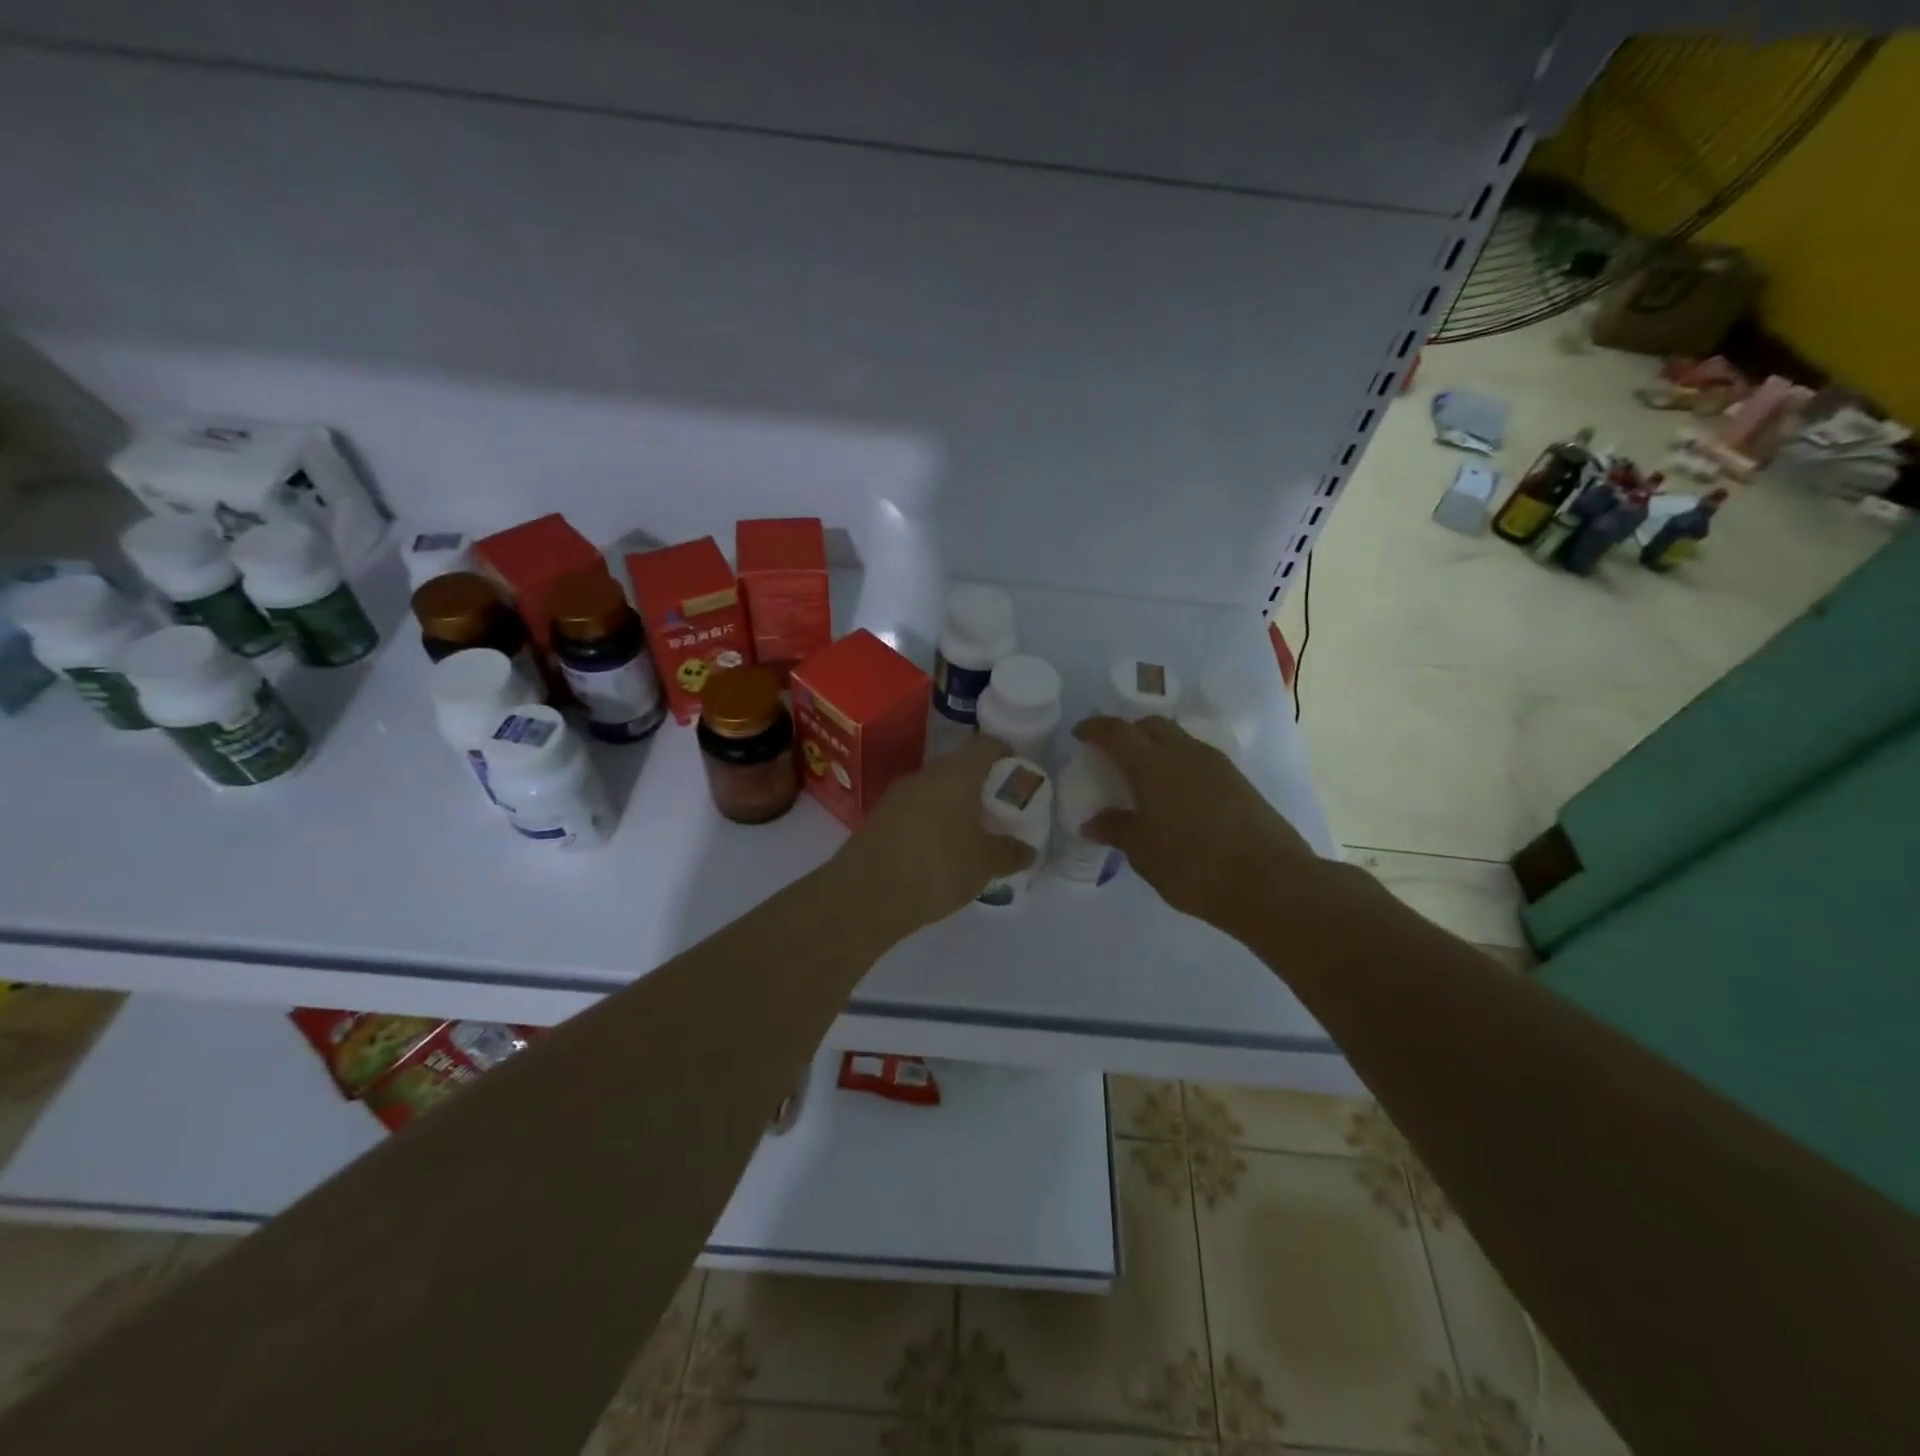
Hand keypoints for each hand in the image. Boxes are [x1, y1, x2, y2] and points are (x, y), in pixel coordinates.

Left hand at [832, 734, 1035, 933]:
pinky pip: (913, 811)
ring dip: (952, 806)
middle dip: (979, 786)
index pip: (985, 746)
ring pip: (934, 791)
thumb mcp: (983, 865)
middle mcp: (924, 775)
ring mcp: (896, 796)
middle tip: (997, 811)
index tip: (1017, 773)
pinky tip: (937, 852)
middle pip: (958, 768)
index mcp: (955, 774)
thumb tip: (1028, 849)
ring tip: (970, 835)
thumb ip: (1009, 853)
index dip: (1005, 754)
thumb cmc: (936, 868)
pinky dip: (930, 823)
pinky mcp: (877, 819)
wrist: (863, 896)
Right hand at [1073, 715, 1314, 938]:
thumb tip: (1092, 822)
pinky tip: (1176, 793)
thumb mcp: (1144, 853)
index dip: (1094, 728)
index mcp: (1153, 765)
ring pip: (1178, 739)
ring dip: (1156, 746)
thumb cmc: (1194, 866)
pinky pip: (1198, 757)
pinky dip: (1179, 763)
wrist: (1270, 882)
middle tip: (1113, 754)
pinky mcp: (1238, 781)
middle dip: (1128, 732)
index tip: (1080, 734)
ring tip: (1144, 775)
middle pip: (1151, 725)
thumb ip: (1117, 829)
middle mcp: (1184, 753)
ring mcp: (1216, 765)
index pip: (1116, 732)